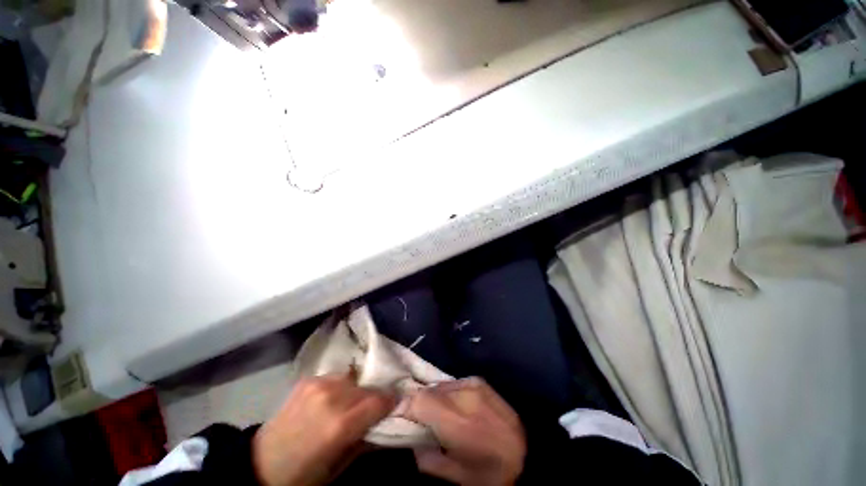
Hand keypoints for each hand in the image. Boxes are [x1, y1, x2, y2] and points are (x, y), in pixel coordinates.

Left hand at [253, 372, 395, 485]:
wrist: (259, 464)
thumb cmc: (302, 475)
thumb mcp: (338, 468)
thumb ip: (365, 441)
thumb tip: (388, 423)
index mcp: (339, 424)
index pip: (379, 401)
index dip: (391, 402)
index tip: (396, 405)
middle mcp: (331, 396)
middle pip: (367, 388)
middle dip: (375, 397)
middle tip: (375, 409)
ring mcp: (318, 383)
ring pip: (354, 379)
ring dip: (358, 391)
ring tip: (353, 404)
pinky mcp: (308, 379)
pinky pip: (337, 377)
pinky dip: (342, 386)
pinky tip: (334, 399)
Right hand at [404, 378, 526, 485]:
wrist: (527, 456)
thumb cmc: (488, 474)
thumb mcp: (452, 475)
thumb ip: (424, 454)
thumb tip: (411, 434)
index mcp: (457, 421)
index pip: (418, 400)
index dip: (405, 406)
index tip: (400, 417)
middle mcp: (463, 395)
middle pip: (428, 390)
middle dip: (419, 403)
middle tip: (420, 419)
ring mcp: (473, 384)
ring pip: (440, 385)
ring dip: (434, 398)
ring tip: (440, 415)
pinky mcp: (479, 380)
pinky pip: (454, 384)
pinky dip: (448, 394)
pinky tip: (456, 407)